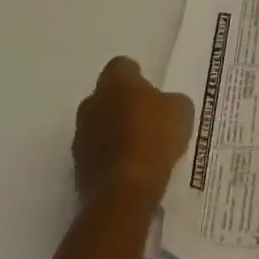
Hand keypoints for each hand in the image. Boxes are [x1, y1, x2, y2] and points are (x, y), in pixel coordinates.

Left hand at [73, 57, 194, 205]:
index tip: (149, 88)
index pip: (121, 66)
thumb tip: (165, 105)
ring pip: (98, 125)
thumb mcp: (181, 111)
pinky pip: (96, 153)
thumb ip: (170, 101)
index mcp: (115, 82)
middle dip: (121, 103)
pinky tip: (130, 168)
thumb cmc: (155, 138)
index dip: (136, 75)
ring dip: (113, 131)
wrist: (125, 192)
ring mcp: (81, 137)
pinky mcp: (77, 168)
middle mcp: (91, 104)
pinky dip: (109, 157)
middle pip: (105, 96)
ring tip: (139, 146)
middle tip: (145, 116)